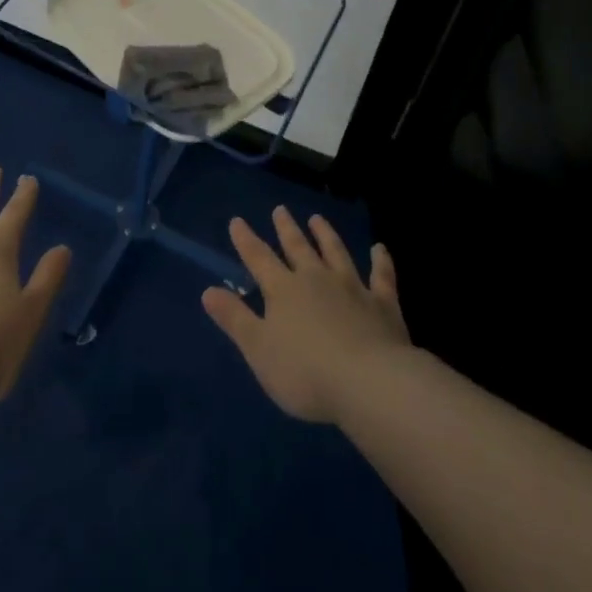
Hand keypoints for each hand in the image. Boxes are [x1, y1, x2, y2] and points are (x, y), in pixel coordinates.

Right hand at [201, 207, 408, 424]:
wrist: (369, 382)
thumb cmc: (305, 371)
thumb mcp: (258, 349)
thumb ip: (234, 318)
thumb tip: (208, 291)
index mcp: (283, 290)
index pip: (258, 258)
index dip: (246, 240)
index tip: (237, 221)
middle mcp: (316, 279)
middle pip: (298, 248)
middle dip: (287, 229)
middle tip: (280, 209)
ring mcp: (352, 288)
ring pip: (336, 253)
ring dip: (326, 235)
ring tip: (317, 218)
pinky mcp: (383, 304)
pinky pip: (382, 276)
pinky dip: (380, 261)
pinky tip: (380, 249)